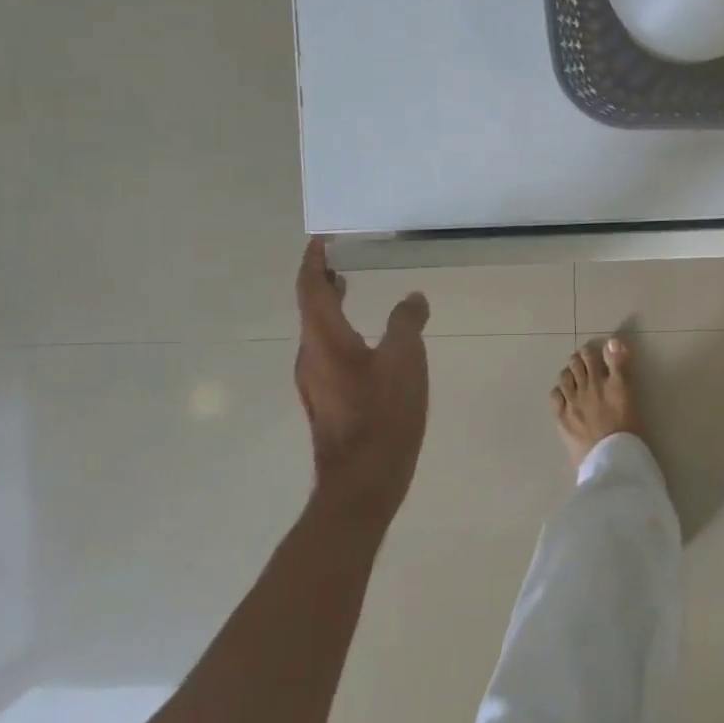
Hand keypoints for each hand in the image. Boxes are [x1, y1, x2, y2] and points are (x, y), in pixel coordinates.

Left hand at [294, 238, 430, 532]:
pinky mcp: (326, 402)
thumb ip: (407, 322)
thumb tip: (413, 298)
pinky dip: (341, 331)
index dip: (315, 261)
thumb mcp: (405, 359)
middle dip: (323, 281)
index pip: (310, 289)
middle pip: (310, 309)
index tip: (323, 240)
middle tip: (342, 260)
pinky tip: (368, 341)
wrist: (363, 482)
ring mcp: (315, 382)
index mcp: (324, 340)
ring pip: (319, 332)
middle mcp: (310, 357)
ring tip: (353, 290)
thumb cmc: (383, 415)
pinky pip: (328, 352)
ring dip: (332, 306)